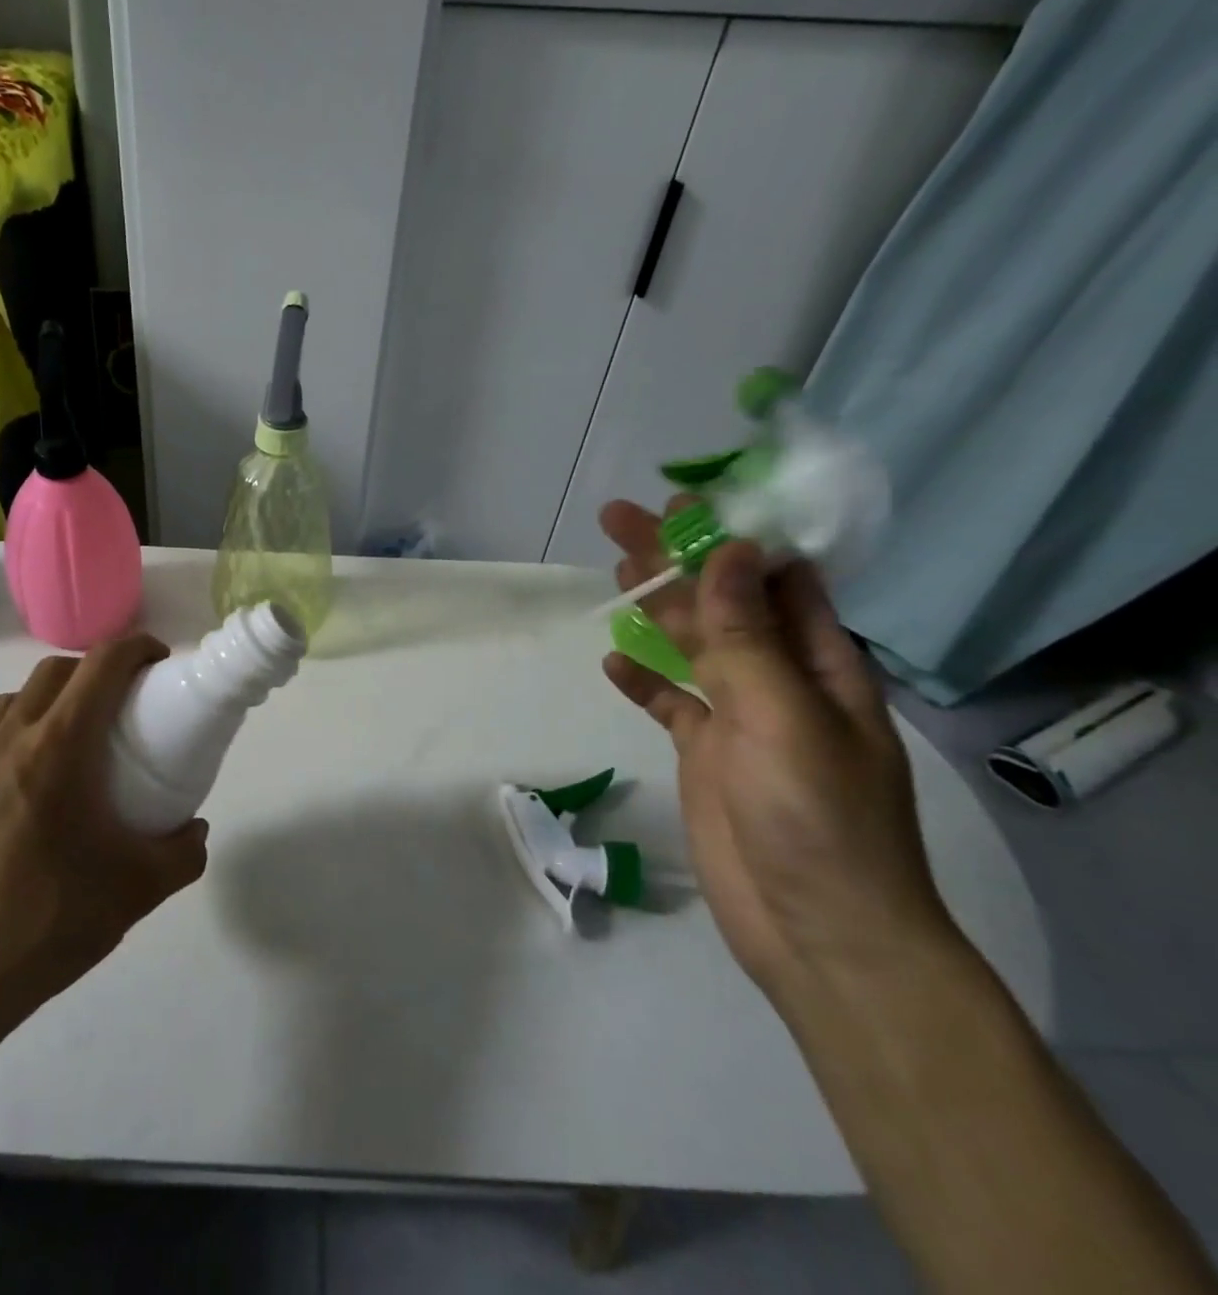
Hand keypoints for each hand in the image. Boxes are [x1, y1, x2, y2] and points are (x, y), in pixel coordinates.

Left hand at [0, 635, 208, 1038]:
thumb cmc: (51, 922)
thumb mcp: (139, 889)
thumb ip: (184, 851)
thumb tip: (195, 829)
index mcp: (58, 747)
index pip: (101, 666)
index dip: (135, 648)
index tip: (159, 662)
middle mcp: (8, 739)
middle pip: (55, 671)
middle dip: (95, 670)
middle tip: (124, 702)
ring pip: (15, 700)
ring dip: (52, 699)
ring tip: (76, 739)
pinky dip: (18, 734)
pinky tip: (31, 784)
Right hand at [599, 499, 952, 1000]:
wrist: (818, 932)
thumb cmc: (818, 819)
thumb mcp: (784, 717)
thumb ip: (748, 637)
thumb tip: (729, 551)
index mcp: (821, 664)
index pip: (779, 578)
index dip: (736, 534)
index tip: (687, 501)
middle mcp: (781, 680)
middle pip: (722, 603)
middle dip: (677, 558)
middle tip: (619, 518)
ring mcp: (740, 718)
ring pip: (692, 645)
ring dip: (655, 607)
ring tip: (615, 568)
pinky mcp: (705, 753)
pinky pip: (670, 703)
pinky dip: (643, 680)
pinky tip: (613, 663)